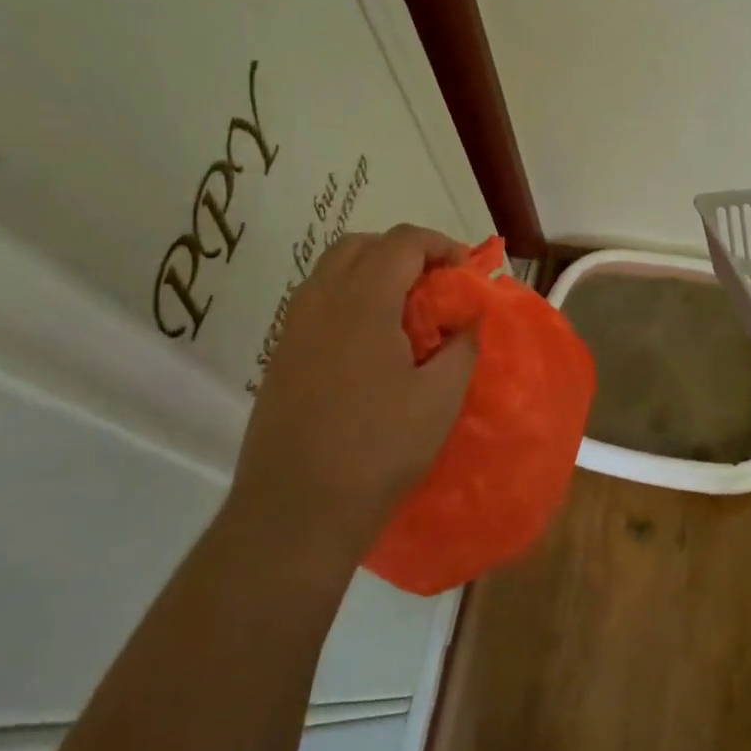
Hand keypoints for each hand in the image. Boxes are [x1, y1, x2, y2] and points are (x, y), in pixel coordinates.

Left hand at [228, 224, 478, 571]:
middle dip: (403, 252)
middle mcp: (320, 301)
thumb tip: (470, 319)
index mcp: (362, 301)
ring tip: (405, 313)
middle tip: (434, 285)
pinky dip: (349, 299)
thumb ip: (462, 347)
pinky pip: (317, 302)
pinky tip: (371, 345)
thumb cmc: (378, 449)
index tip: (465, 273)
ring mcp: (293, 328)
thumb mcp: (439, 398)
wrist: (296, 509)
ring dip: (372, 273)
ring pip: (333, 271)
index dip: (440, 245)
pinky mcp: (281, 355)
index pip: (402, 242)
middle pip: (361, 245)